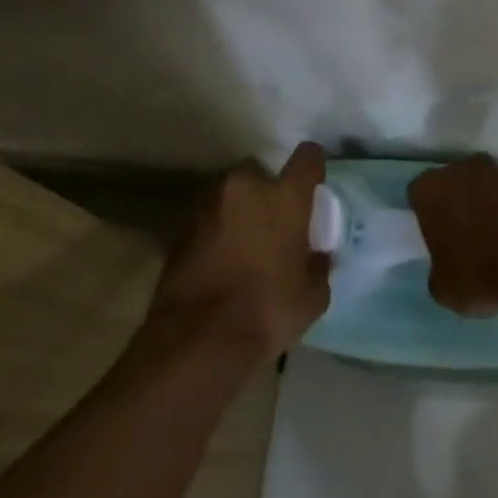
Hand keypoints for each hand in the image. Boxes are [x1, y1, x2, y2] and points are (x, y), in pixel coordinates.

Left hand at [148, 142, 331, 362]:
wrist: (198, 338)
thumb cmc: (268, 311)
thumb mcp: (312, 296)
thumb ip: (317, 266)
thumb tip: (316, 257)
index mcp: (284, 197)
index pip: (307, 159)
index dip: (312, 165)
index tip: (314, 179)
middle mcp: (244, 189)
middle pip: (260, 172)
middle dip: (266, 191)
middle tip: (274, 223)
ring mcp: (207, 205)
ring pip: (229, 195)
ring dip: (238, 212)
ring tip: (246, 245)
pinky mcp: (179, 228)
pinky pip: (207, 220)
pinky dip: (215, 232)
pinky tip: (221, 262)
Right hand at [409, 155, 497, 315]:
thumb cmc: (484, 274)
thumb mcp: (446, 290)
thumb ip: (441, 272)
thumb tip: (450, 270)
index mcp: (433, 190)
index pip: (419, 194)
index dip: (428, 215)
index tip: (439, 238)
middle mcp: (468, 170)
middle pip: (461, 179)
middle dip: (466, 200)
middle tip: (475, 236)